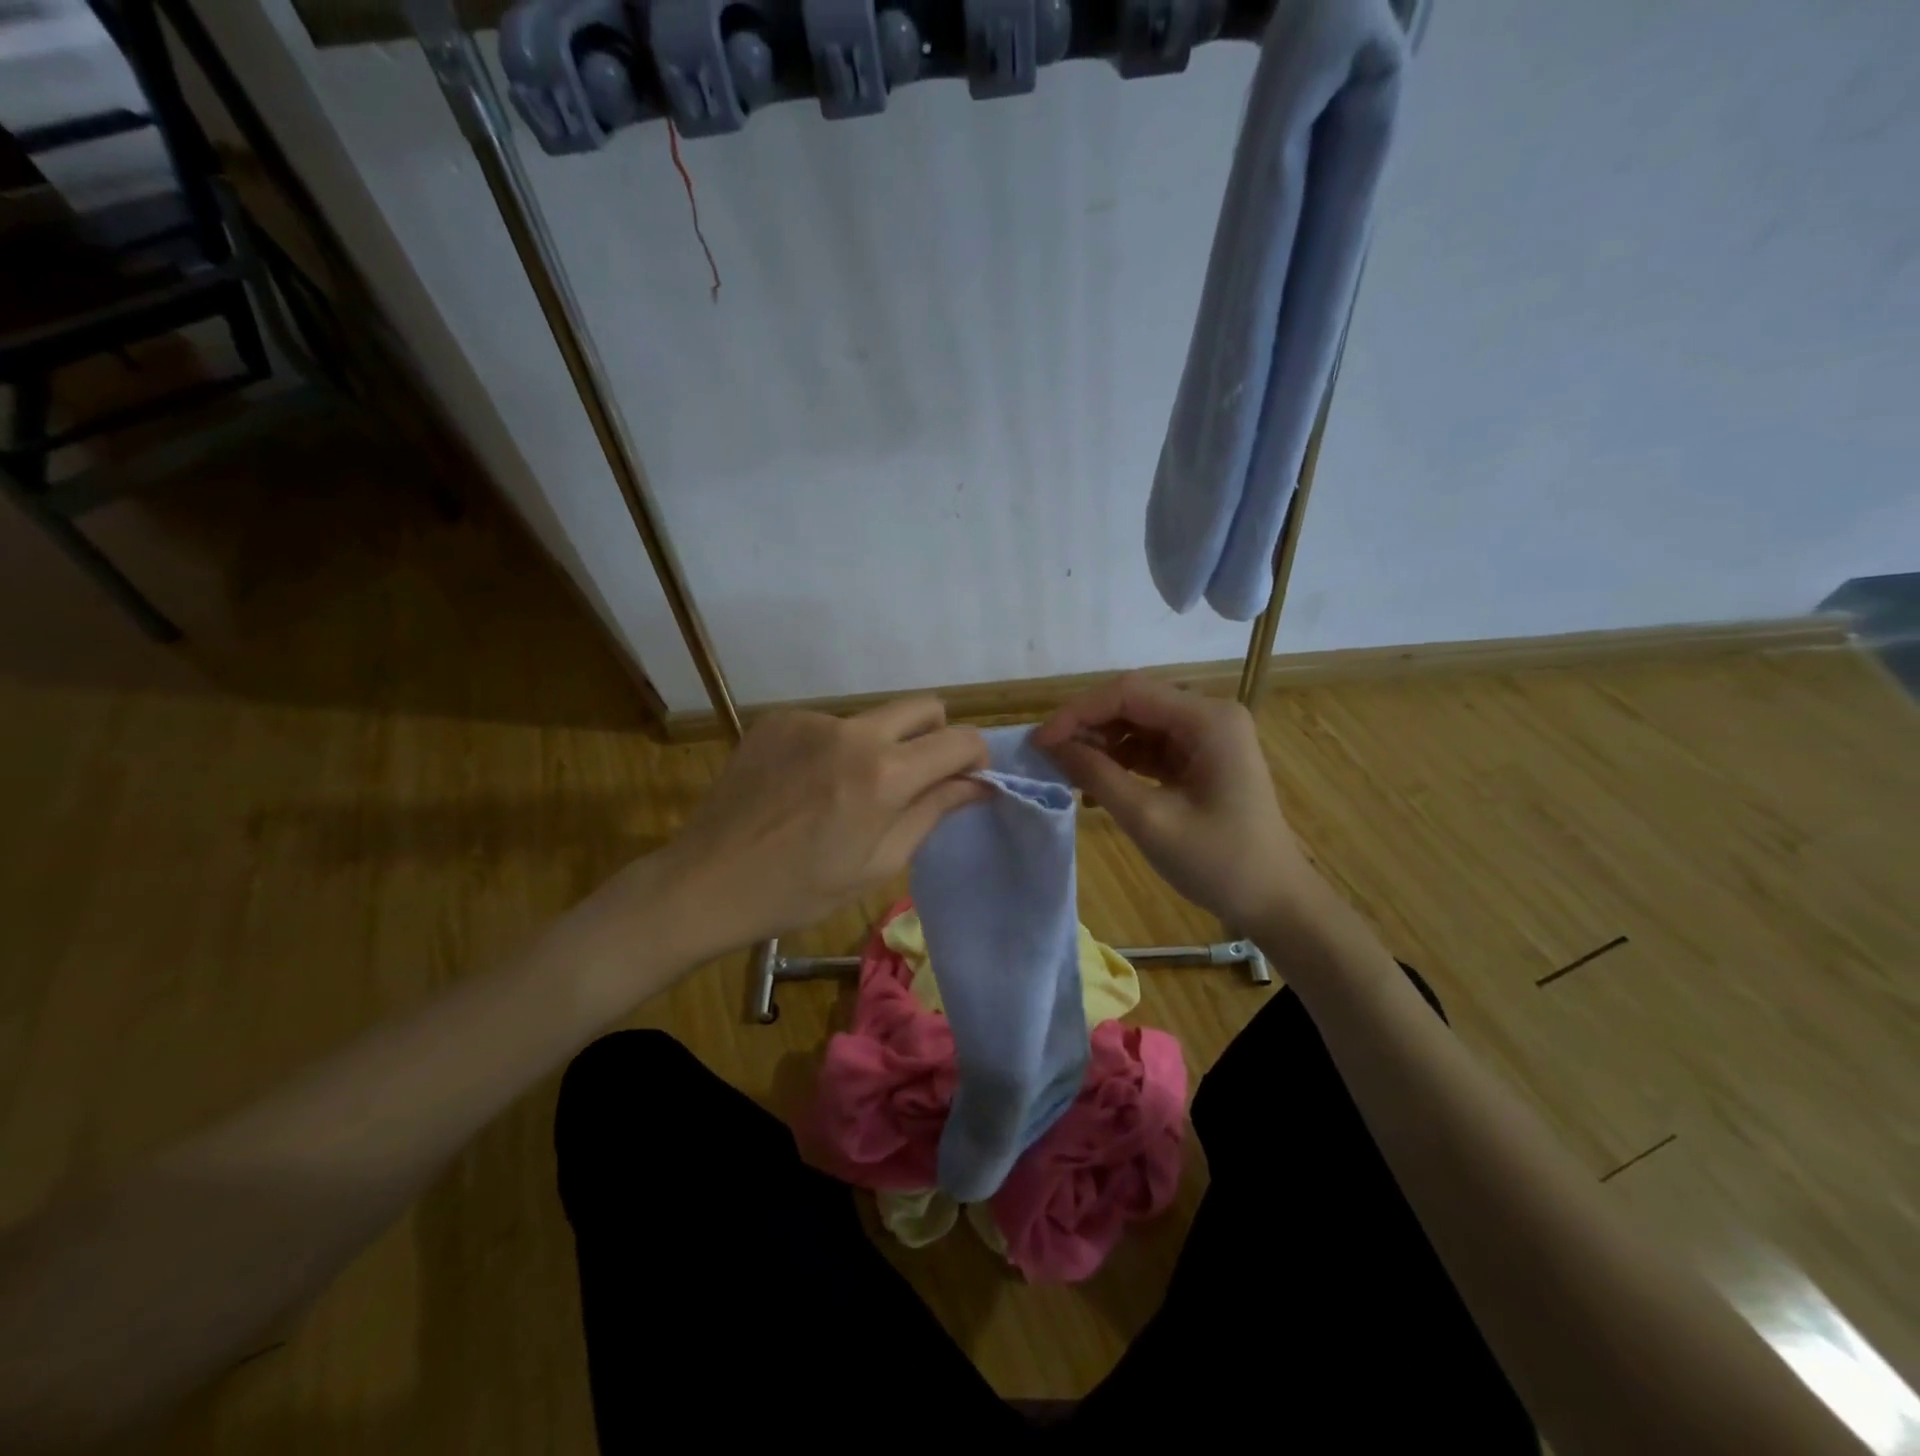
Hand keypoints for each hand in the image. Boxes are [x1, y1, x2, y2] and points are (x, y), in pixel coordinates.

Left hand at [660, 697, 988, 954]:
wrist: (706, 881)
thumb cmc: (799, 890)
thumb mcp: (878, 863)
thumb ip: (933, 812)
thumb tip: (978, 784)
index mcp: (884, 774)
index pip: (960, 739)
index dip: (976, 758)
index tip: (967, 781)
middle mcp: (852, 731)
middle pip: (925, 706)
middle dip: (936, 736)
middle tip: (916, 780)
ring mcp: (811, 719)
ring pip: (873, 718)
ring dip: (879, 746)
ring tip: (843, 793)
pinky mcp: (778, 718)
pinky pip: (829, 724)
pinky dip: (833, 748)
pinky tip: (805, 786)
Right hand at [1032, 674, 1323, 933]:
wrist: (1274, 902)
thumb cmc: (1219, 863)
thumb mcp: (1150, 820)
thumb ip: (1098, 776)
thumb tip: (1051, 746)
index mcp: (1208, 719)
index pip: (1129, 692)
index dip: (1078, 712)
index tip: (1039, 742)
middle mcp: (1209, 715)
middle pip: (1133, 702)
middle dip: (1087, 725)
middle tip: (1048, 755)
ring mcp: (1207, 736)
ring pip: (1138, 723)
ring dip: (1101, 743)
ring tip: (1068, 772)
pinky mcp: (1201, 758)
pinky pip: (1150, 746)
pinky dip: (1120, 760)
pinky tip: (1096, 783)